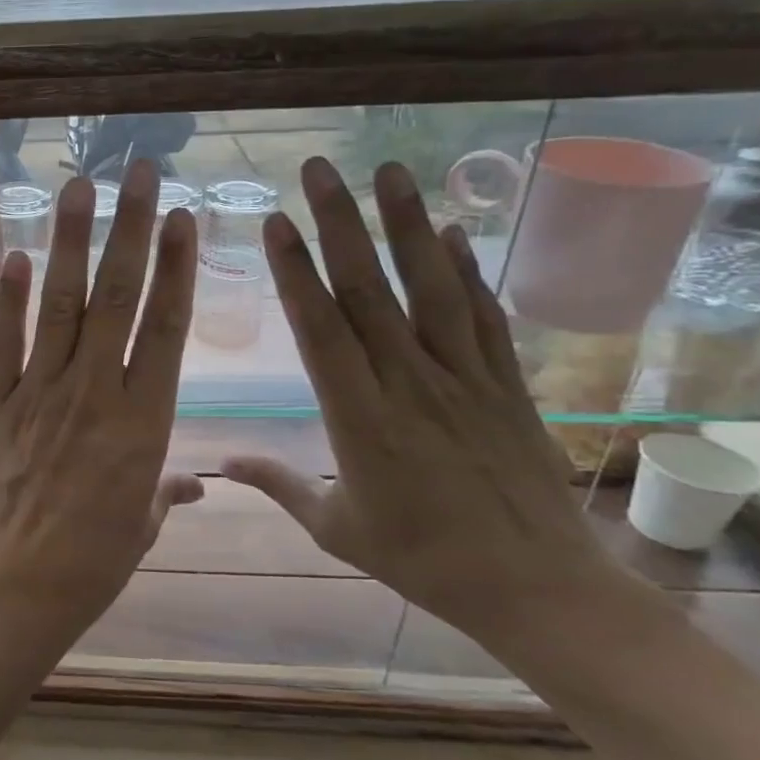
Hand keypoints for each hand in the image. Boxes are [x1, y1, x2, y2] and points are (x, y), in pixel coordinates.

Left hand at [0, 160, 203, 647]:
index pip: (166, 327)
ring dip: (71, 241)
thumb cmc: (93, 562)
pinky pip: (4, 342)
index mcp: (143, 421)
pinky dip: (9, 298)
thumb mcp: (143, 525)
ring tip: (79, 188)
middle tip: (140, 172)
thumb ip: (166, 490)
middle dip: (131, 228)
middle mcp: (95, 392)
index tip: (182, 217)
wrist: (17, 588)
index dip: (175, 266)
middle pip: (118, 297)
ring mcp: (40, 392)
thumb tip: (197, 481)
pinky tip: (16, 255)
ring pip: (62, 304)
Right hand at [223, 158, 618, 649]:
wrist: (538, 589)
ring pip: (431, 289)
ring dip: (408, 225)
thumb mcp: (336, 529)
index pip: (321, 330)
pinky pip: (484, 317)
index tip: (276, 223)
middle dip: (340, 223)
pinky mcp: (507, 385)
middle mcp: (410, 383)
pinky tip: (452, 232)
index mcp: (360, 419)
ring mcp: (464, 378)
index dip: (295, 273)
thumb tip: (220, 461)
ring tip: (390, 170)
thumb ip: (278, 485)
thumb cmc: (423, 560)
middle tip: (318, 169)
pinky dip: (468, 271)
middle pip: (370, 291)